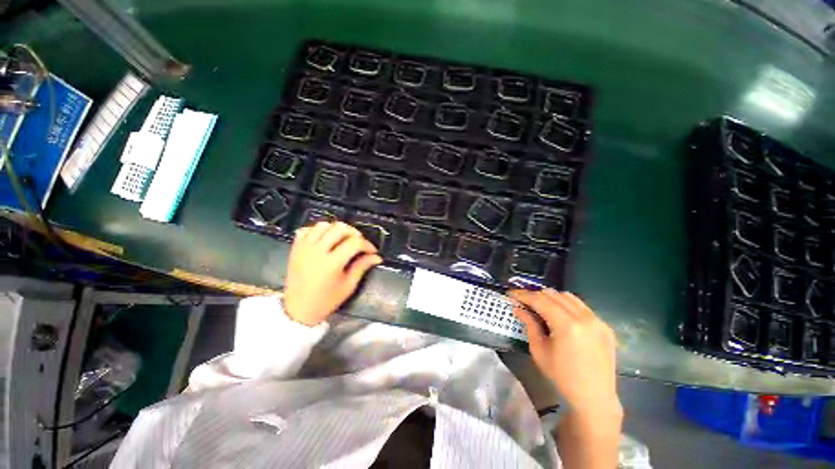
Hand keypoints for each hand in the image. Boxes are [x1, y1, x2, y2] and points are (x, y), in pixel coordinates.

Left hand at [283, 221, 381, 325]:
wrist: (298, 309)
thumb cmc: (326, 300)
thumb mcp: (348, 286)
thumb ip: (362, 267)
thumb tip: (377, 257)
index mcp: (332, 263)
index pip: (355, 243)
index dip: (367, 245)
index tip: (372, 251)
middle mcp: (317, 251)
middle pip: (340, 228)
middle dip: (354, 233)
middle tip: (359, 243)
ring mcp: (304, 248)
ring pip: (324, 225)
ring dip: (336, 229)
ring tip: (342, 239)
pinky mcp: (296, 248)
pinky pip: (308, 229)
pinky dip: (319, 230)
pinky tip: (325, 239)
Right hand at [509, 289, 620, 416]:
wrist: (595, 398)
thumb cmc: (562, 377)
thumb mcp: (539, 350)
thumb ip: (529, 324)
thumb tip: (518, 308)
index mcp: (567, 325)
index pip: (540, 300)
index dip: (522, 295)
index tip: (510, 294)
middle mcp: (584, 317)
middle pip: (553, 295)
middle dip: (535, 295)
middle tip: (523, 302)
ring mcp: (598, 321)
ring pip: (568, 297)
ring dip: (551, 298)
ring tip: (541, 307)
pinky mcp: (604, 326)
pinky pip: (581, 306)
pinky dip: (566, 305)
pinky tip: (560, 316)